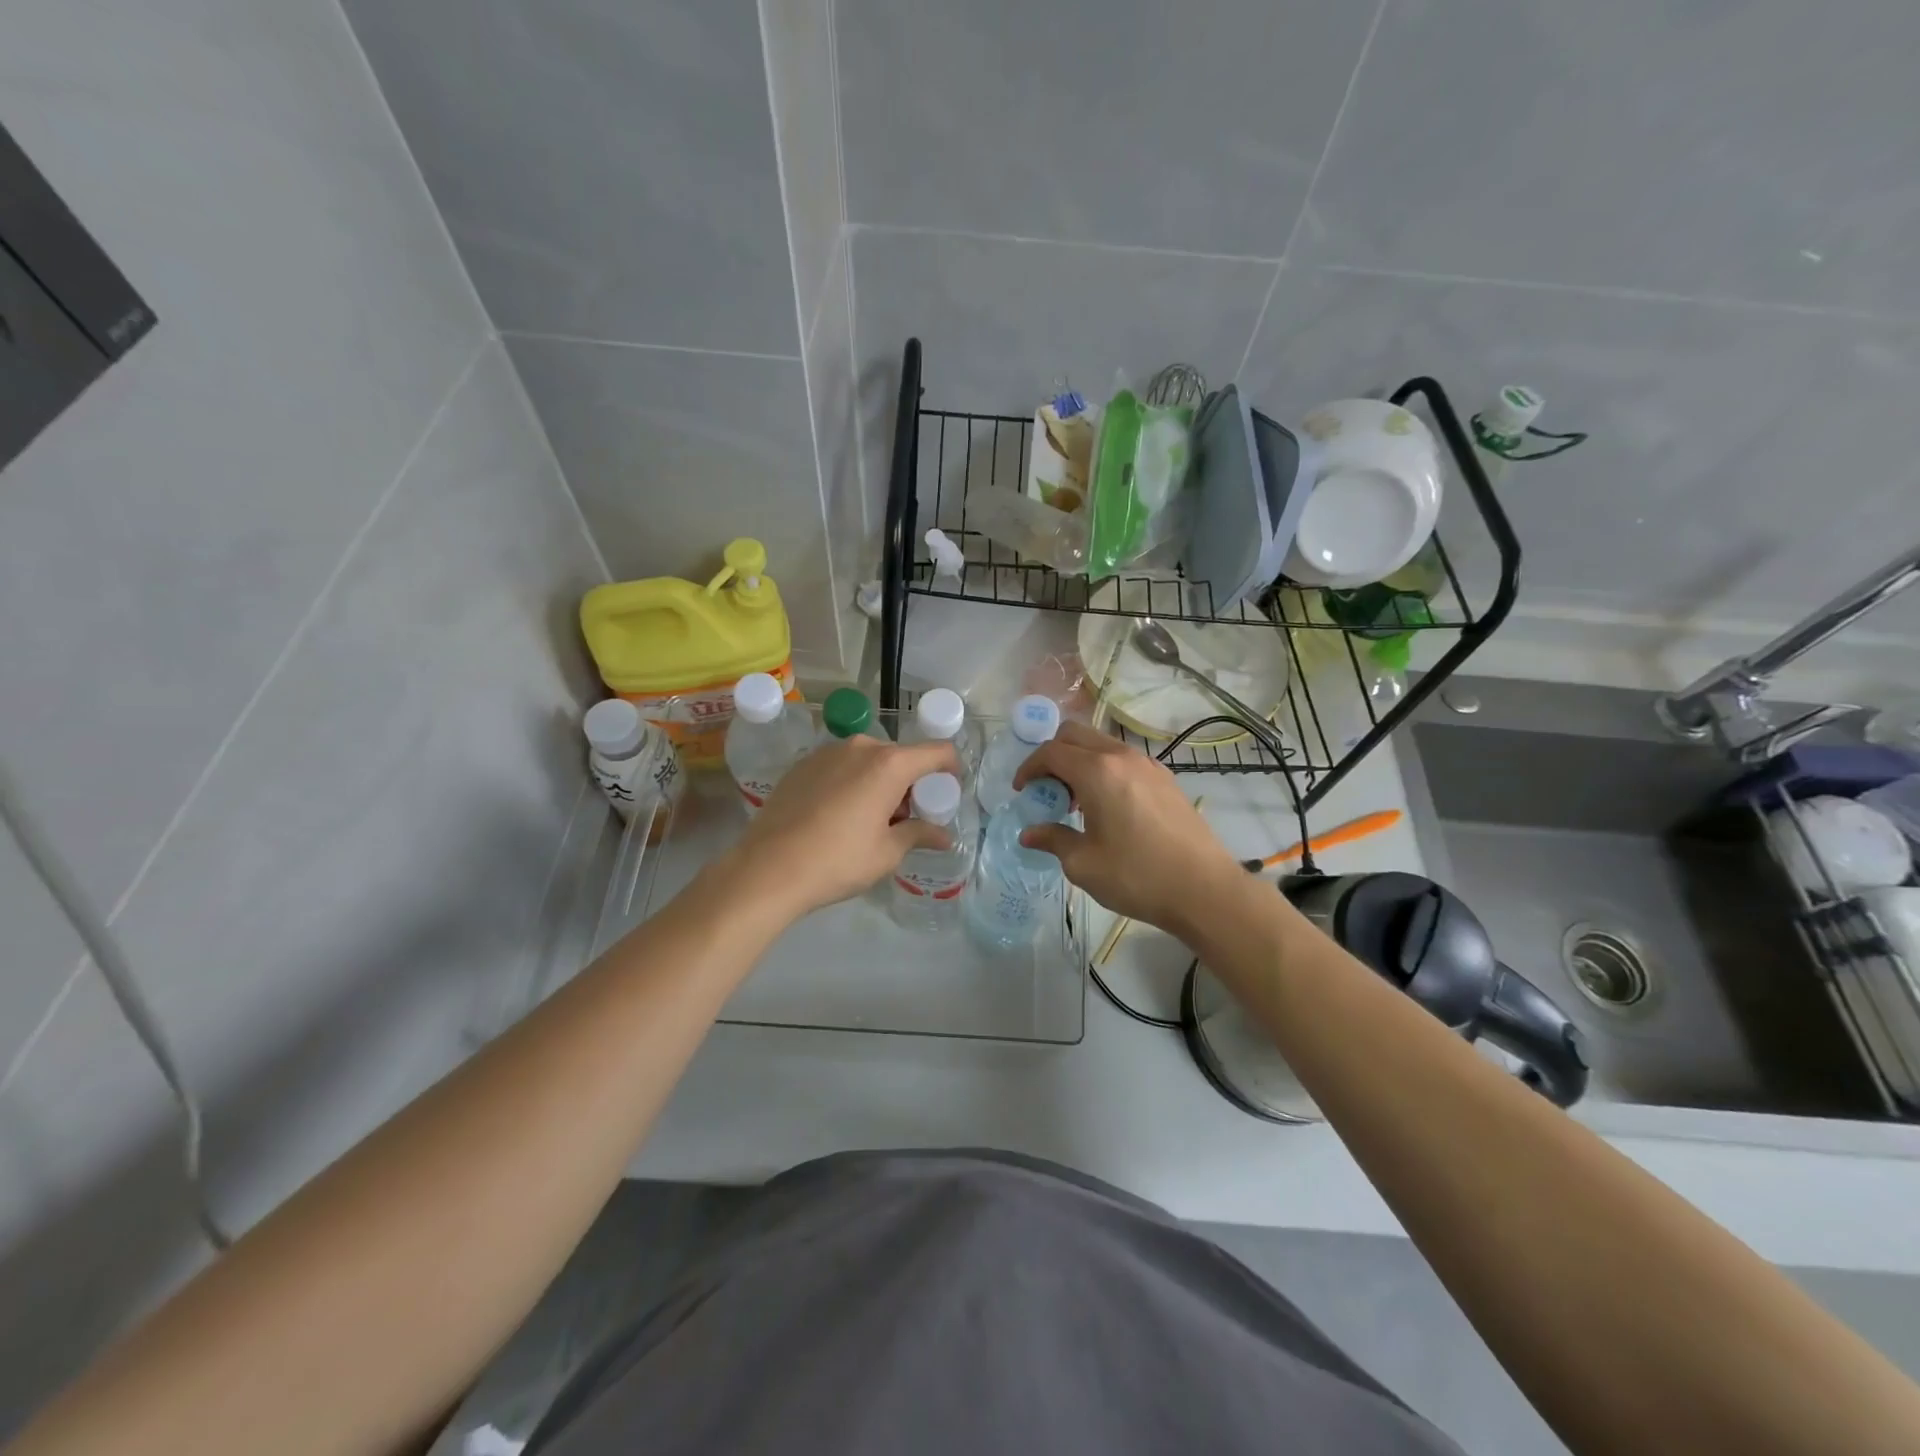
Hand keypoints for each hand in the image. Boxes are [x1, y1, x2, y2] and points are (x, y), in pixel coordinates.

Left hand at [729, 733, 960, 917]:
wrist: (768, 868)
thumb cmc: (838, 860)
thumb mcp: (887, 852)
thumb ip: (919, 834)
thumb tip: (944, 836)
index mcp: (889, 764)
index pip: (937, 751)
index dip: (951, 768)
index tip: (949, 791)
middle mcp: (860, 747)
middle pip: (901, 756)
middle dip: (911, 782)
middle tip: (906, 817)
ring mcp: (827, 752)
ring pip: (869, 760)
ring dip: (879, 781)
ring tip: (870, 819)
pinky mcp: (802, 764)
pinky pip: (841, 766)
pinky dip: (851, 782)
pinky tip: (838, 815)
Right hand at [1012, 722, 1241, 934]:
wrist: (1204, 890)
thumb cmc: (1137, 876)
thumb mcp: (1083, 864)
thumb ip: (1053, 840)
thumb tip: (1029, 834)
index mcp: (1097, 772)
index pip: (1052, 752)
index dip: (1029, 767)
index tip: (1022, 790)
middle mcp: (1122, 757)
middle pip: (1076, 735)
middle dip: (1053, 756)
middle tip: (1046, 789)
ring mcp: (1149, 765)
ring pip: (1102, 745)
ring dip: (1080, 762)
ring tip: (1076, 801)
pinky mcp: (1166, 779)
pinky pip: (1124, 760)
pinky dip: (1105, 770)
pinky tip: (1108, 807)